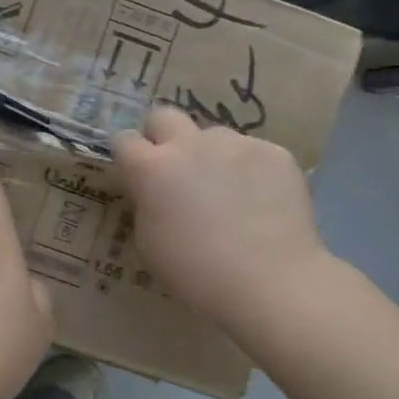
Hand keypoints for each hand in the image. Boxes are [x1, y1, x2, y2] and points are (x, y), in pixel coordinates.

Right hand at [113, 105, 330, 333]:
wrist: (270, 282)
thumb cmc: (197, 274)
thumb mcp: (149, 243)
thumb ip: (146, 204)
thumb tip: (153, 191)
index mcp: (152, 169)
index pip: (124, 139)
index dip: (128, 155)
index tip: (135, 173)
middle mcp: (190, 144)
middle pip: (165, 116)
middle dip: (163, 136)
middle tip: (175, 169)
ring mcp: (236, 144)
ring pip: (213, 135)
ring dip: (211, 155)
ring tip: (228, 191)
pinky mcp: (274, 152)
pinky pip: (252, 152)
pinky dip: (249, 170)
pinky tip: (260, 201)